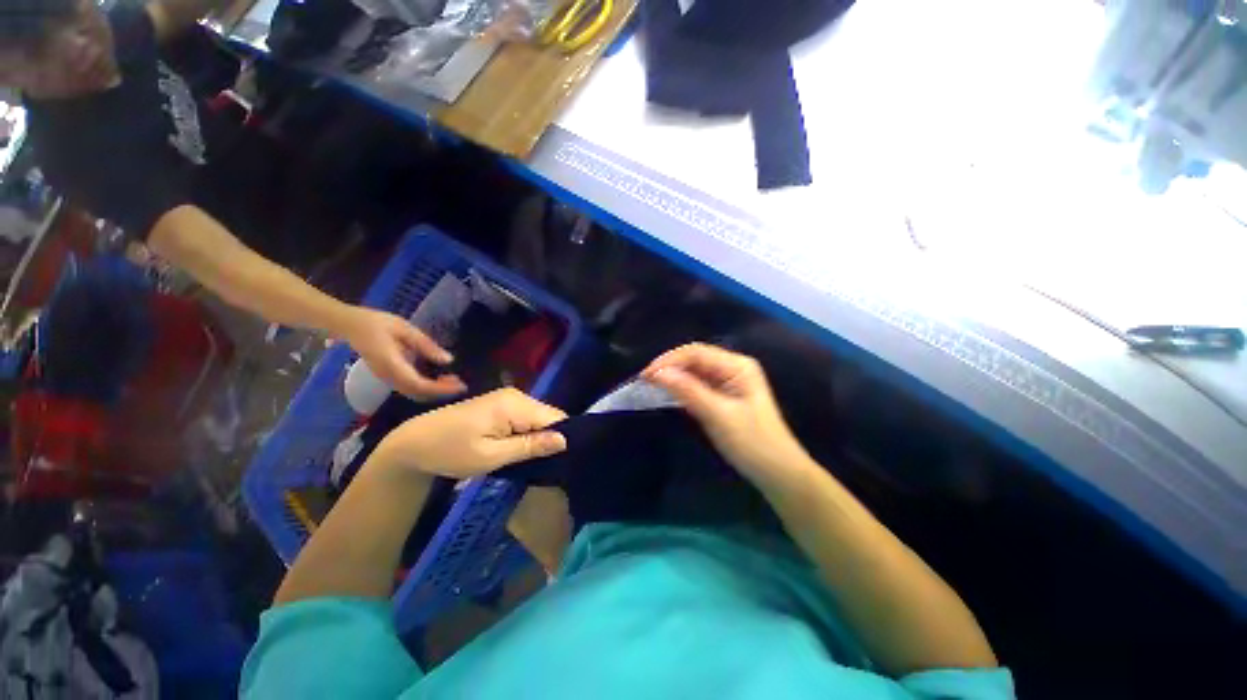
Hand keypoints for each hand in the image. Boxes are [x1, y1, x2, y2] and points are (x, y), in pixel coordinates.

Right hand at [340, 307, 466, 399]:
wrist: (349, 325)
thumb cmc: (377, 323)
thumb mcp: (405, 329)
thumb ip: (426, 345)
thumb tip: (448, 360)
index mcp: (392, 364)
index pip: (419, 384)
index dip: (440, 388)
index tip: (459, 385)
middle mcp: (388, 376)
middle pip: (417, 393)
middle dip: (440, 392)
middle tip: (460, 383)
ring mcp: (385, 378)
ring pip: (413, 393)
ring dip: (434, 391)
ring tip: (452, 380)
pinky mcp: (387, 377)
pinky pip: (408, 388)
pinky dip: (426, 388)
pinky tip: (438, 378)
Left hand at [373, 388, 568, 478]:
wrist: (413, 442)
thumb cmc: (450, 452)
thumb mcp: (491, 456)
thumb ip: (530, 446)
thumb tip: (565, 440)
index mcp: (515, 404)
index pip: (555, 417)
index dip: (562, 437)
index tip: (562, 460)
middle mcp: (516, 395)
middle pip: (548, 416)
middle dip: (550, 438)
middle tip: (546, 464)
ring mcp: (508, 398)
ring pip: (538, 418)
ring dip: (538, 437)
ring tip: (534, 459)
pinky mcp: (501, 404)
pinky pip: (526, 417)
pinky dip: (527, 433)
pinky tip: (522, 448)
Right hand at [643, 343, 811, 485]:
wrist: (777, 473)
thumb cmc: (752, 443)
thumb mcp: (718, 415)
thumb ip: (688, 390)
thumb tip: (658, 372)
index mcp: (737, 365)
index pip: (696, 353)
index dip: (669, 360)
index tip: (646, 375)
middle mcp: (733, 367)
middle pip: (695, 359)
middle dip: (669, 366)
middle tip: (644, 380)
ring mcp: (728, 382)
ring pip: (694, 371)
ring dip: (673, 376)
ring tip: (650, 385)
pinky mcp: (723, 396)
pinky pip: (697, 385)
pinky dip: (681, 388)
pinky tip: (667, 393)